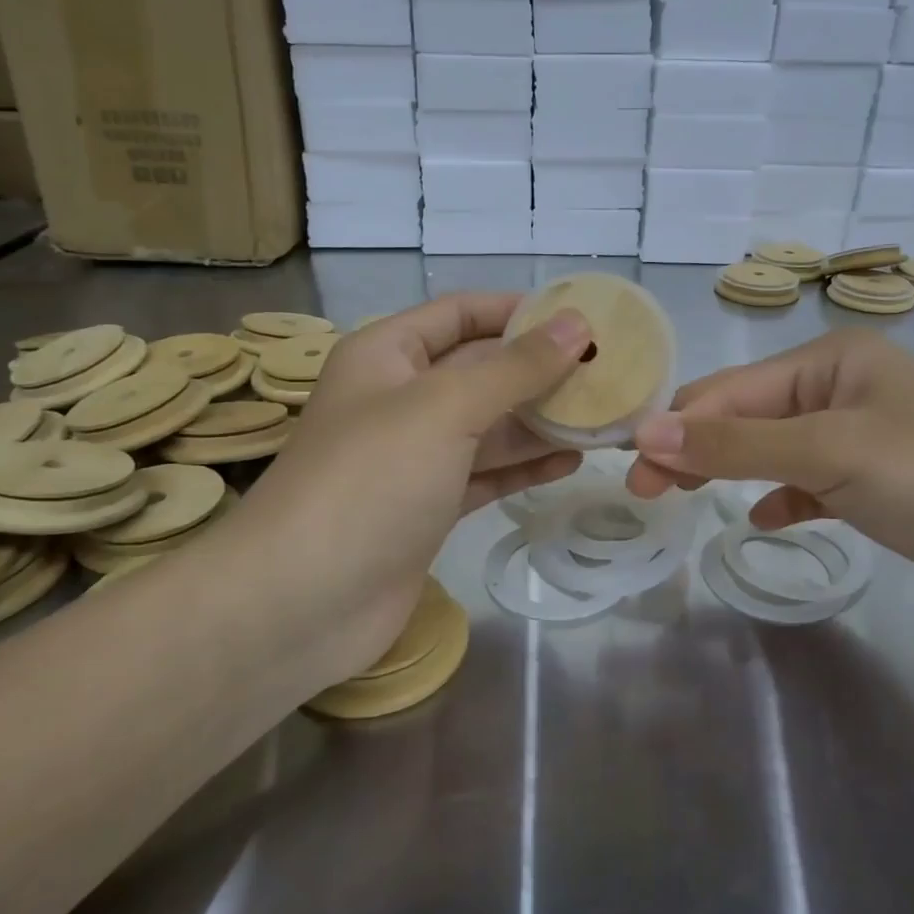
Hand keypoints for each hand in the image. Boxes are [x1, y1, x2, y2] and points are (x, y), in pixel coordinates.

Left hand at [221, 294, 590, 690]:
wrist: (301, 602)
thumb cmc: (370, 481)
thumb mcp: (445, 408)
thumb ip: (515, 367)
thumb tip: (577, 326)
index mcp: (388, 355)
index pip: (461, 313)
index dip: (520, 310)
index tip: (583, 318)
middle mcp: (400, 398)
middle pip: (482, 370)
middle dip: (541, 370)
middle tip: (611, 371)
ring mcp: (414, 458)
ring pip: (489, 425)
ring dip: (542, 421)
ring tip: (605, 416)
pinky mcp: (428, 507)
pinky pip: (486, 473)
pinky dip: (525, 466)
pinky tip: (572, 462)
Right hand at [627, 329, 913, 641]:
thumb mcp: (829, 453)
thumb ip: (734, 444)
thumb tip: (645, 433)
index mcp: (830, 360)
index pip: (729, 390)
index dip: (676, 429)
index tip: (631, 472)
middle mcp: (843, 389)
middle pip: (748, 417)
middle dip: (697, 450)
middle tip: (648, 496)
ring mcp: (865, 438)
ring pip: (775, 451)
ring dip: (734, 472)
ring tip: (689, 503)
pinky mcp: (882, 486)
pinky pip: (812, 483)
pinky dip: (785, 498)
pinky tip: (770, 520)